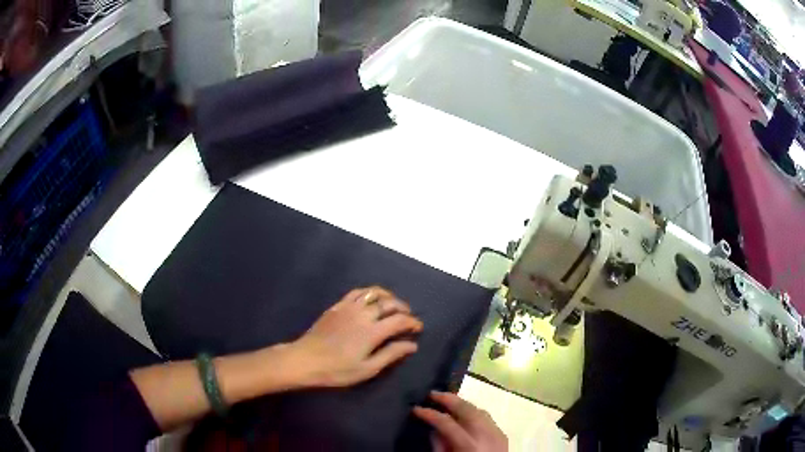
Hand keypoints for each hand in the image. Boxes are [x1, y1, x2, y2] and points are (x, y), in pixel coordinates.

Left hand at [289, 286, 422, 387]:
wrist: (305, 360)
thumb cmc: (337, 370)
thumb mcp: (368, 369)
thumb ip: (391, 354)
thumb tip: (412, 345)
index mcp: (373, 331)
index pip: (399, 320)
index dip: (412, 322)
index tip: (418, 328)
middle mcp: (363, 314)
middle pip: (389, 303)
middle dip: (403, 308)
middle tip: (408, 317)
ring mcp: (349, 307)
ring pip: (373, 293)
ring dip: (388, 296)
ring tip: (393, 305)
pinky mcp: (337, 306)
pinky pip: (357, 292)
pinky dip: (369, 292)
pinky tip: (371, 300)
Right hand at [414, 391, 507, 451]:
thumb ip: (439, 446)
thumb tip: (433, 428)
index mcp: (469, 446)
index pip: (446, 422)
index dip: (429, 414)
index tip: (416, 408)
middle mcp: (486, 435)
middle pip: (466, 410)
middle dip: (448, 399)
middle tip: (431, 394)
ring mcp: (497, 433)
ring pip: (479, 409)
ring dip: (462, 403)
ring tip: (446, 400)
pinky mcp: (503, 435)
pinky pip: (487, 417)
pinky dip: (474, 411)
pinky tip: (464, 413)